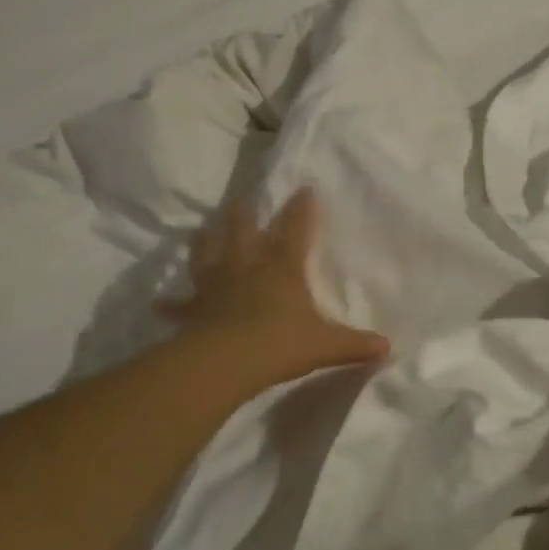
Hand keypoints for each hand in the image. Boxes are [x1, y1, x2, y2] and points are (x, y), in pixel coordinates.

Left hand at [158, 189, 389, 384]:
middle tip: (243, 198)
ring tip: (204, 228)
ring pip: (209, 254)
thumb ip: (355, 344)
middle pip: (244, 232)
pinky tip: (160, 303)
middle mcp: (248, 267)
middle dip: (246, 214)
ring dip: (207, 240)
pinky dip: (172, 304)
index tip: (305, 188)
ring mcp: (217, 286)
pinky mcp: (196, 309)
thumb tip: (389, 348)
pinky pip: (181, 305)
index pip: (296, 231)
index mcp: (282, 268)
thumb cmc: (281, 343)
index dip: (302, 210)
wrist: (228, 361)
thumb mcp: (326, 345)